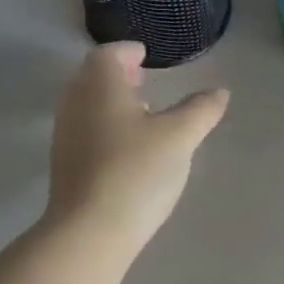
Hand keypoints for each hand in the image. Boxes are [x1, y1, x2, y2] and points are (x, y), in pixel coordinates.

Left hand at [46, 42, 229, 249]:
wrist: (90, 232)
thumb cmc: (136, 171)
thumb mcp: (180, 137)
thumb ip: (201, 109)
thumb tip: (219, 92)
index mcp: (100, 85)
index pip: (109, 53)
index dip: (128, 51)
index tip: (146, 56)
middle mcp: (75, 103)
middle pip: (93, 77)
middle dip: (119, 75)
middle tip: (144, 81)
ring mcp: (65, 135)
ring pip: (88, 105)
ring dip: (112, 102)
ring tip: (142, 115)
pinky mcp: (64, 164)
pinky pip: (85, 130)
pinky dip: (105, 126)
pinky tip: (128, 149)